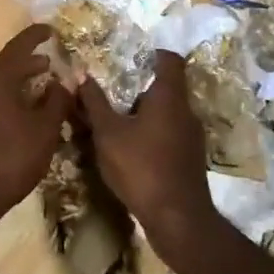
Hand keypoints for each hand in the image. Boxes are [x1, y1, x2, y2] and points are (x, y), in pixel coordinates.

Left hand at [0, 25, 70, 230]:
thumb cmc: (11, 158)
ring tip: (41, 90)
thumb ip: (57, 101)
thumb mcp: (44, 130)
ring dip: (19, 84)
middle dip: (29, 64)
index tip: (50, 29)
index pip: (18, 47)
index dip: (35, 36)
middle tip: (50, 65)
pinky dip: (9, 100)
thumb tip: (63, 80)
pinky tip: (23, 116)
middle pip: (6, 66)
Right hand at [78, 51, 218, 262]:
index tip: (128, 57)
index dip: (151, 53)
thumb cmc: (141, 167)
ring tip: (117, 121)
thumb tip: (81, 74)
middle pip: (166, 87)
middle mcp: (186, 111)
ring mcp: (192, 137)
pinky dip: (152, 134)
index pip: (169, 60)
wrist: (177, 219)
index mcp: (169, 97)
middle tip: (112, 91)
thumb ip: (94, 103)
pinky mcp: (190, 159)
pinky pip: (170, 134)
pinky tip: (132, 149)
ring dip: (145, 113)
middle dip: (139, 87)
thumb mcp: (108, 133)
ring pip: (168, 113)